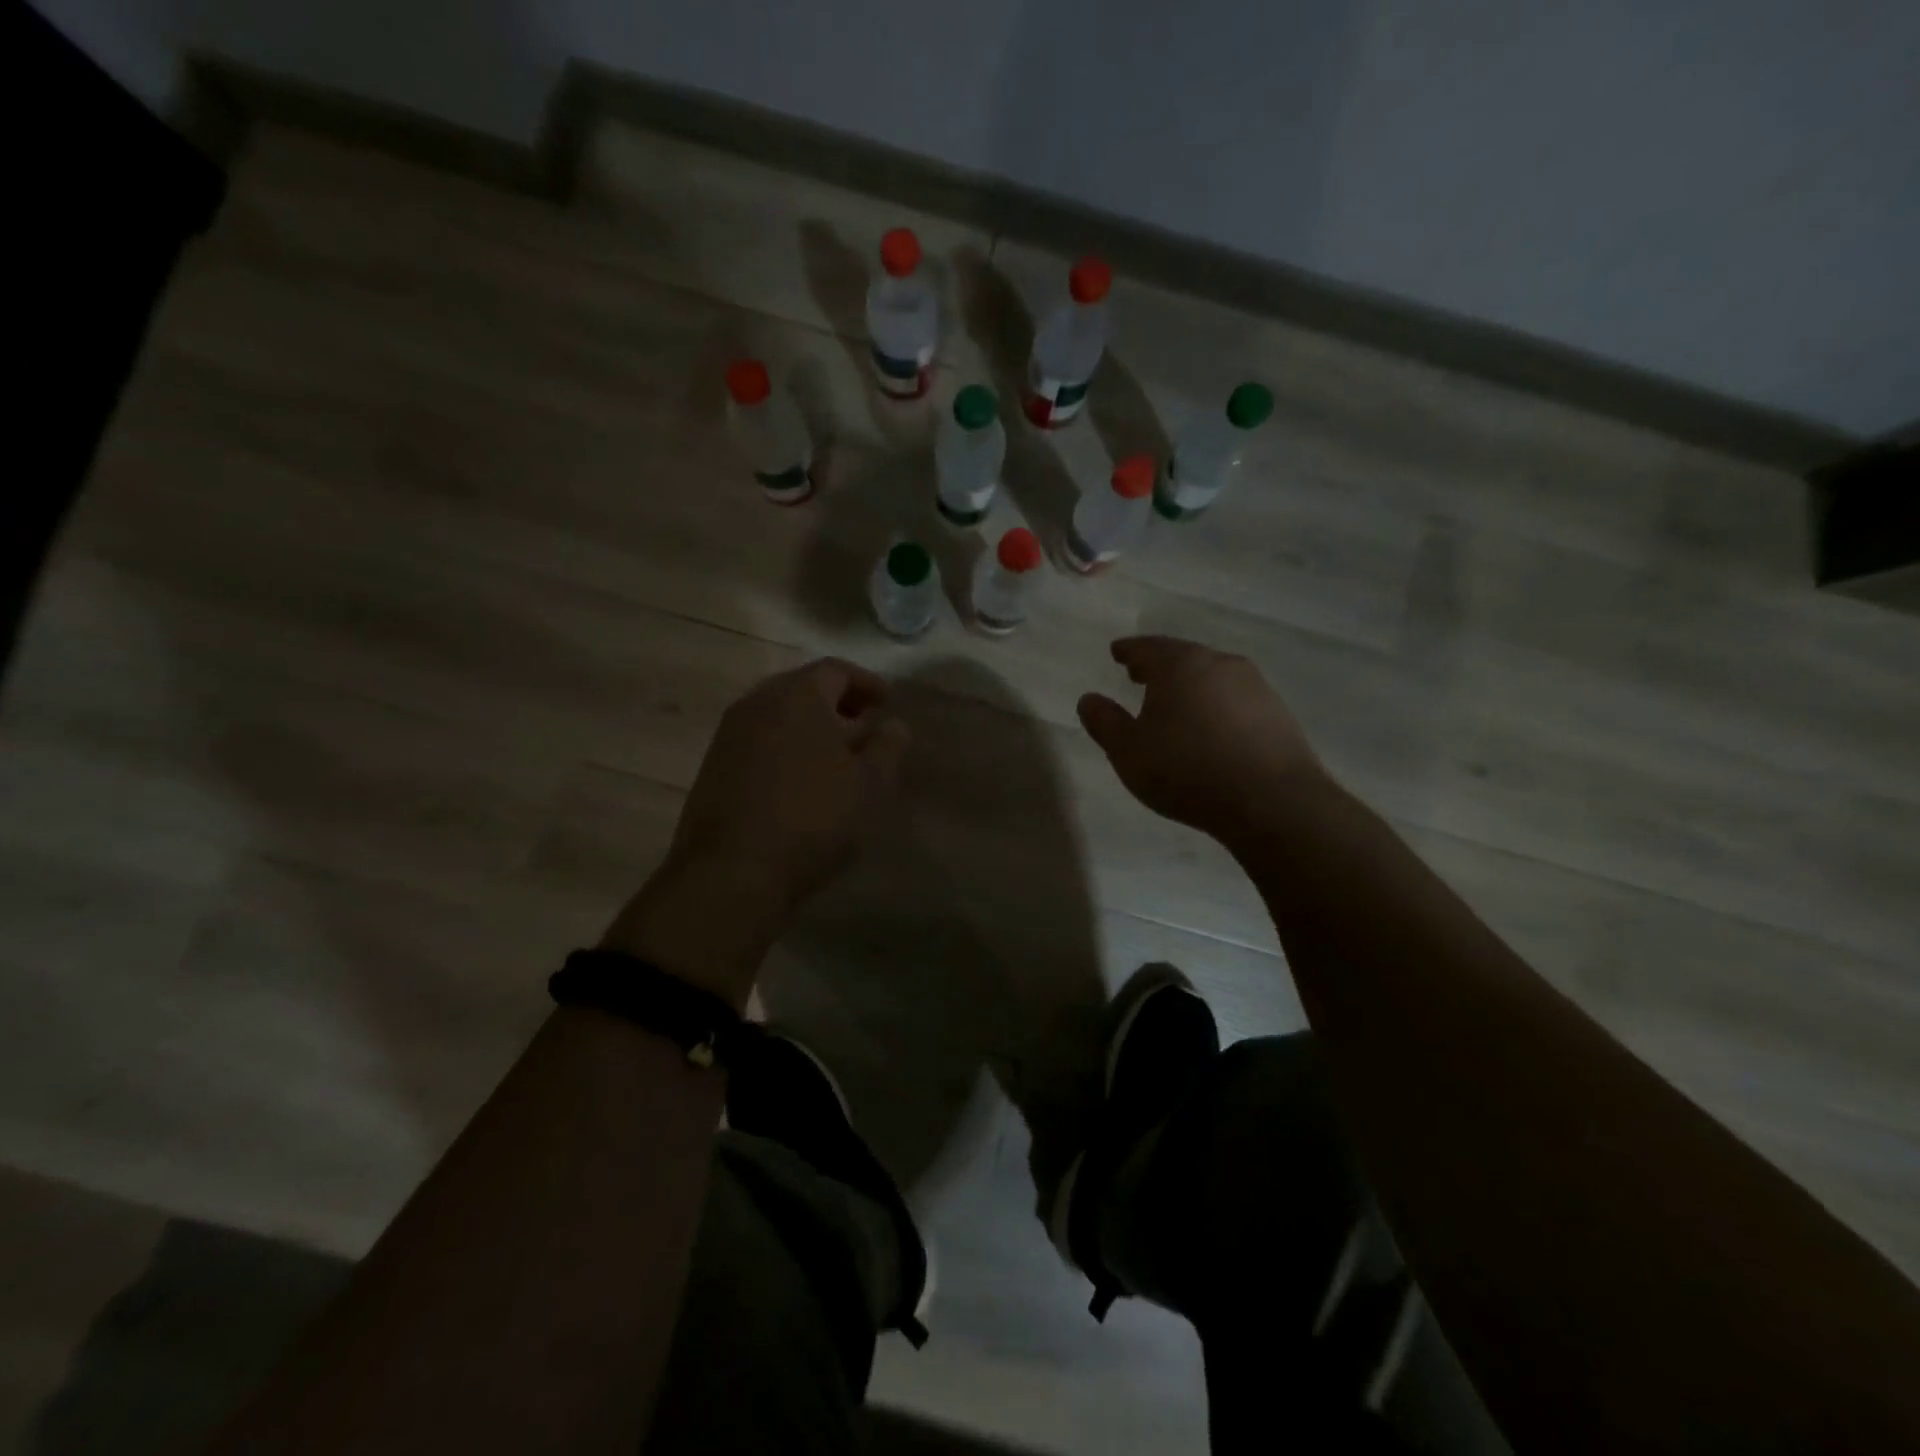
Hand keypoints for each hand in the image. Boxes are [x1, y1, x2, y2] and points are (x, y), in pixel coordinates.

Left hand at [600, 659, 908, 1008]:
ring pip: (778, 715)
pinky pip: (759, 741)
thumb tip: (894, 723)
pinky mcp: (713, 766)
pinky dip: (785, 747)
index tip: (887, 702)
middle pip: (803, 688)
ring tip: (836, 755)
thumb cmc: (812, 817)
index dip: (867, 682)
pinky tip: (801, 779)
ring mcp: (729, 734)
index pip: (836, 669)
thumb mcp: (870, 784)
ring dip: (810, 726)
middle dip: (838, 703)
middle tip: (864, 725)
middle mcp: (757, 702)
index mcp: (797, 695)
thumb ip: (888, 746)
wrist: (732, 871)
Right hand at [1078, 636, 1326, 843]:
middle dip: (1159, 665)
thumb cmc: (1188, 771)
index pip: (1147, 647)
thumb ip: (1105, 722)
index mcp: (1181, 665)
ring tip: (1174, 704)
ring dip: (1190, 686)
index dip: (1128, 650)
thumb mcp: (1129, 752)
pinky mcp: (1278, 714)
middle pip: (1183, 657)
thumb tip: (1089, 699)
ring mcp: (1255, 687)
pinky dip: (1215, 705)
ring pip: (1212, 677)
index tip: (1116, 652)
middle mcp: (1220, 664)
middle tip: (1140, 675)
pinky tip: (1211, 728)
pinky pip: (1235, 700)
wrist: (1273, 802)